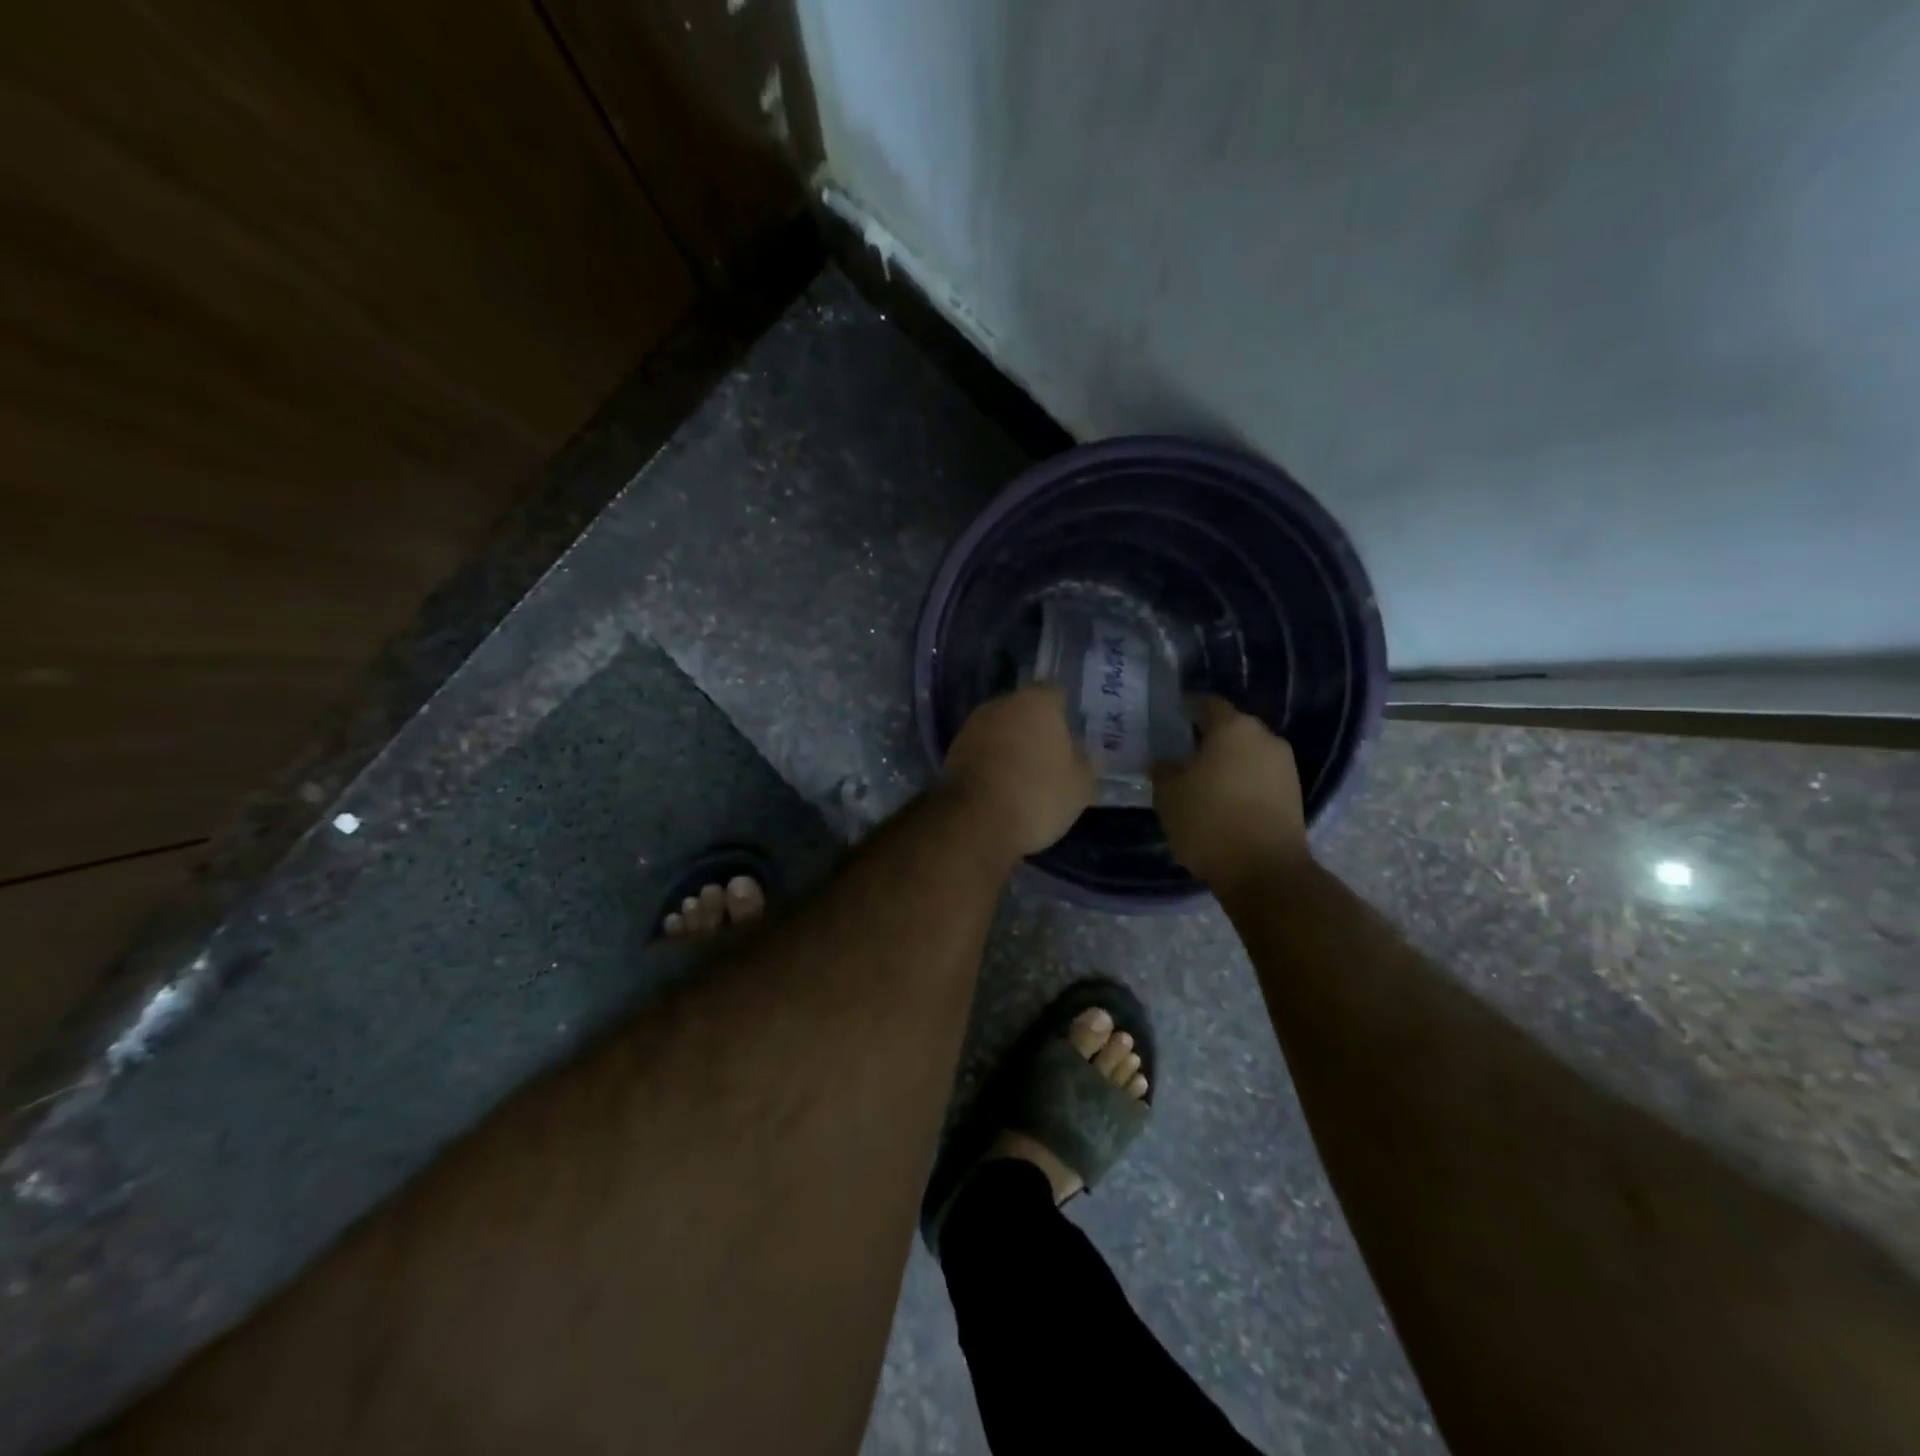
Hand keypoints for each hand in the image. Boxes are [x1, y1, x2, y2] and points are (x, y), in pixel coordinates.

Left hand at [941, 686, 1094, 859]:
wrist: (975, 822)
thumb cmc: (1038, 795)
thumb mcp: (1080, 784)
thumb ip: (1084, 761)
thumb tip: (1078, 751)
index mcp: (1037, 701)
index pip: (1056, 695)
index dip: (1065, 715)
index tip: (1072, 737)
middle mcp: (1001, 704)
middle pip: (1024, 710)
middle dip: (1035, 728)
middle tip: (1050, 756)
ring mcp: (972, 726)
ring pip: (1000, 730)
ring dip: (1010, 745)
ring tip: (1025, 775)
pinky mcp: (952, 751)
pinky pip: (982, 751)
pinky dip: (991, 762)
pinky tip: (1001, 785)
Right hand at [1151, 697, 1308, 897]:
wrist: (1264, 870)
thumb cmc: (1208, 821)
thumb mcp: (1168, 794)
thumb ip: (1163, 769)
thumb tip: (1165, 760)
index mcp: (1231, 727)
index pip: (1206, 703)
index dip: (1186, 709)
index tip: (1170, 720)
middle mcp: (1264, 737)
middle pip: (1231, 727)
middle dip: (1208, 737)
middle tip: (1183, 754)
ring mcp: (1284, 765)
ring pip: (1248, 753)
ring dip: (1228, 762)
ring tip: (1203, 781)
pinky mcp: (1294, 793)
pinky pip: (1260, 776)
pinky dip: (1243, 782)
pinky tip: (1225, 801)